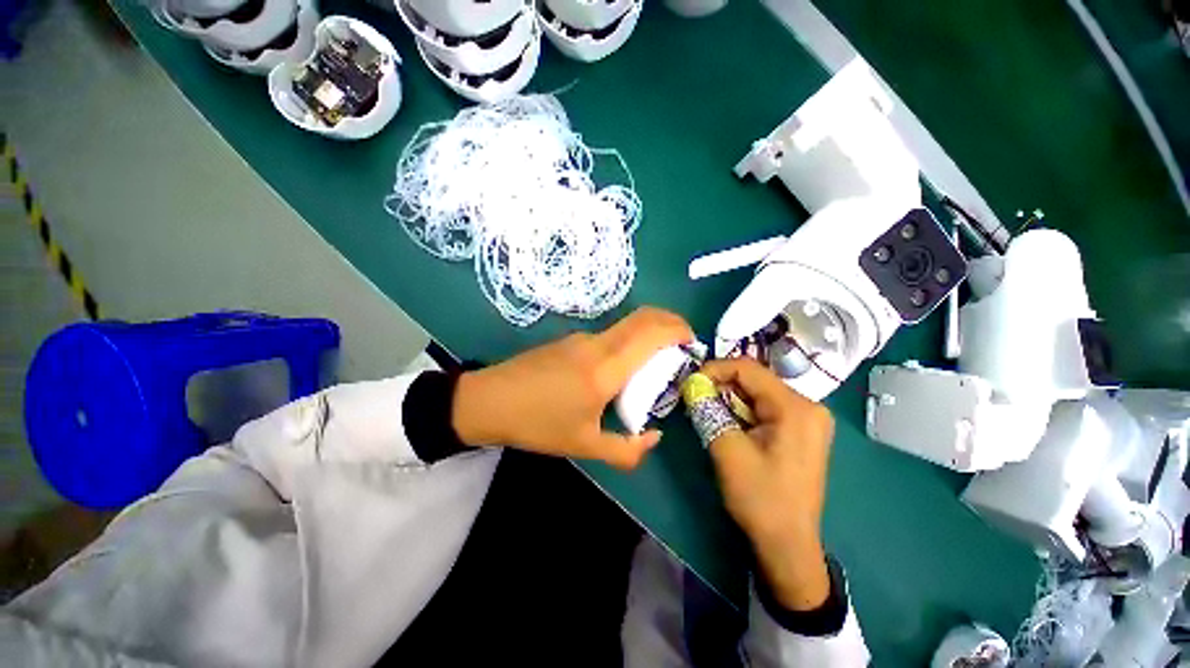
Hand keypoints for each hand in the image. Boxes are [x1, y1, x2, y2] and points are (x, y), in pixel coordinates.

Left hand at [451, 307, 693, 469]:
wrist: (489, 400)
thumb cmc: (538, 424)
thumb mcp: (585, 445)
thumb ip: (627, 449)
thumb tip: (655, 437)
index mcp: (606, 368)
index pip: (652, 332)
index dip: (679, 330)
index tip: (693, 343)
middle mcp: (598, 343)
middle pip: (644, 317)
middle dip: (671, 322)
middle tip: (684, 343)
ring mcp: (582, 337)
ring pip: (627, 323)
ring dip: (650, 332)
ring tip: (658, 359)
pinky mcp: (571, 338)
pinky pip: (611, 333)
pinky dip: (630, 339)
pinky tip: (625, 365)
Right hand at [699, 357, 834, 610]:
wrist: (787, 544)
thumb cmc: (760, 498)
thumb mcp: (727, 451)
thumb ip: (707, 410)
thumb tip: (690, 383)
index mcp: (795, 407)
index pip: (748, 369)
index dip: (714, 369)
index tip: (690, 382)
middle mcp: (808, 406)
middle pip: (755, 380)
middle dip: (721, 385)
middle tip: (695, 397)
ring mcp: (807, 419)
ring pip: (758, 393)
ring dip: (729, 399)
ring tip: (707, 410)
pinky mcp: (801, 430)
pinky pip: (765, 407)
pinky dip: (742, 410)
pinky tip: (728, 423)